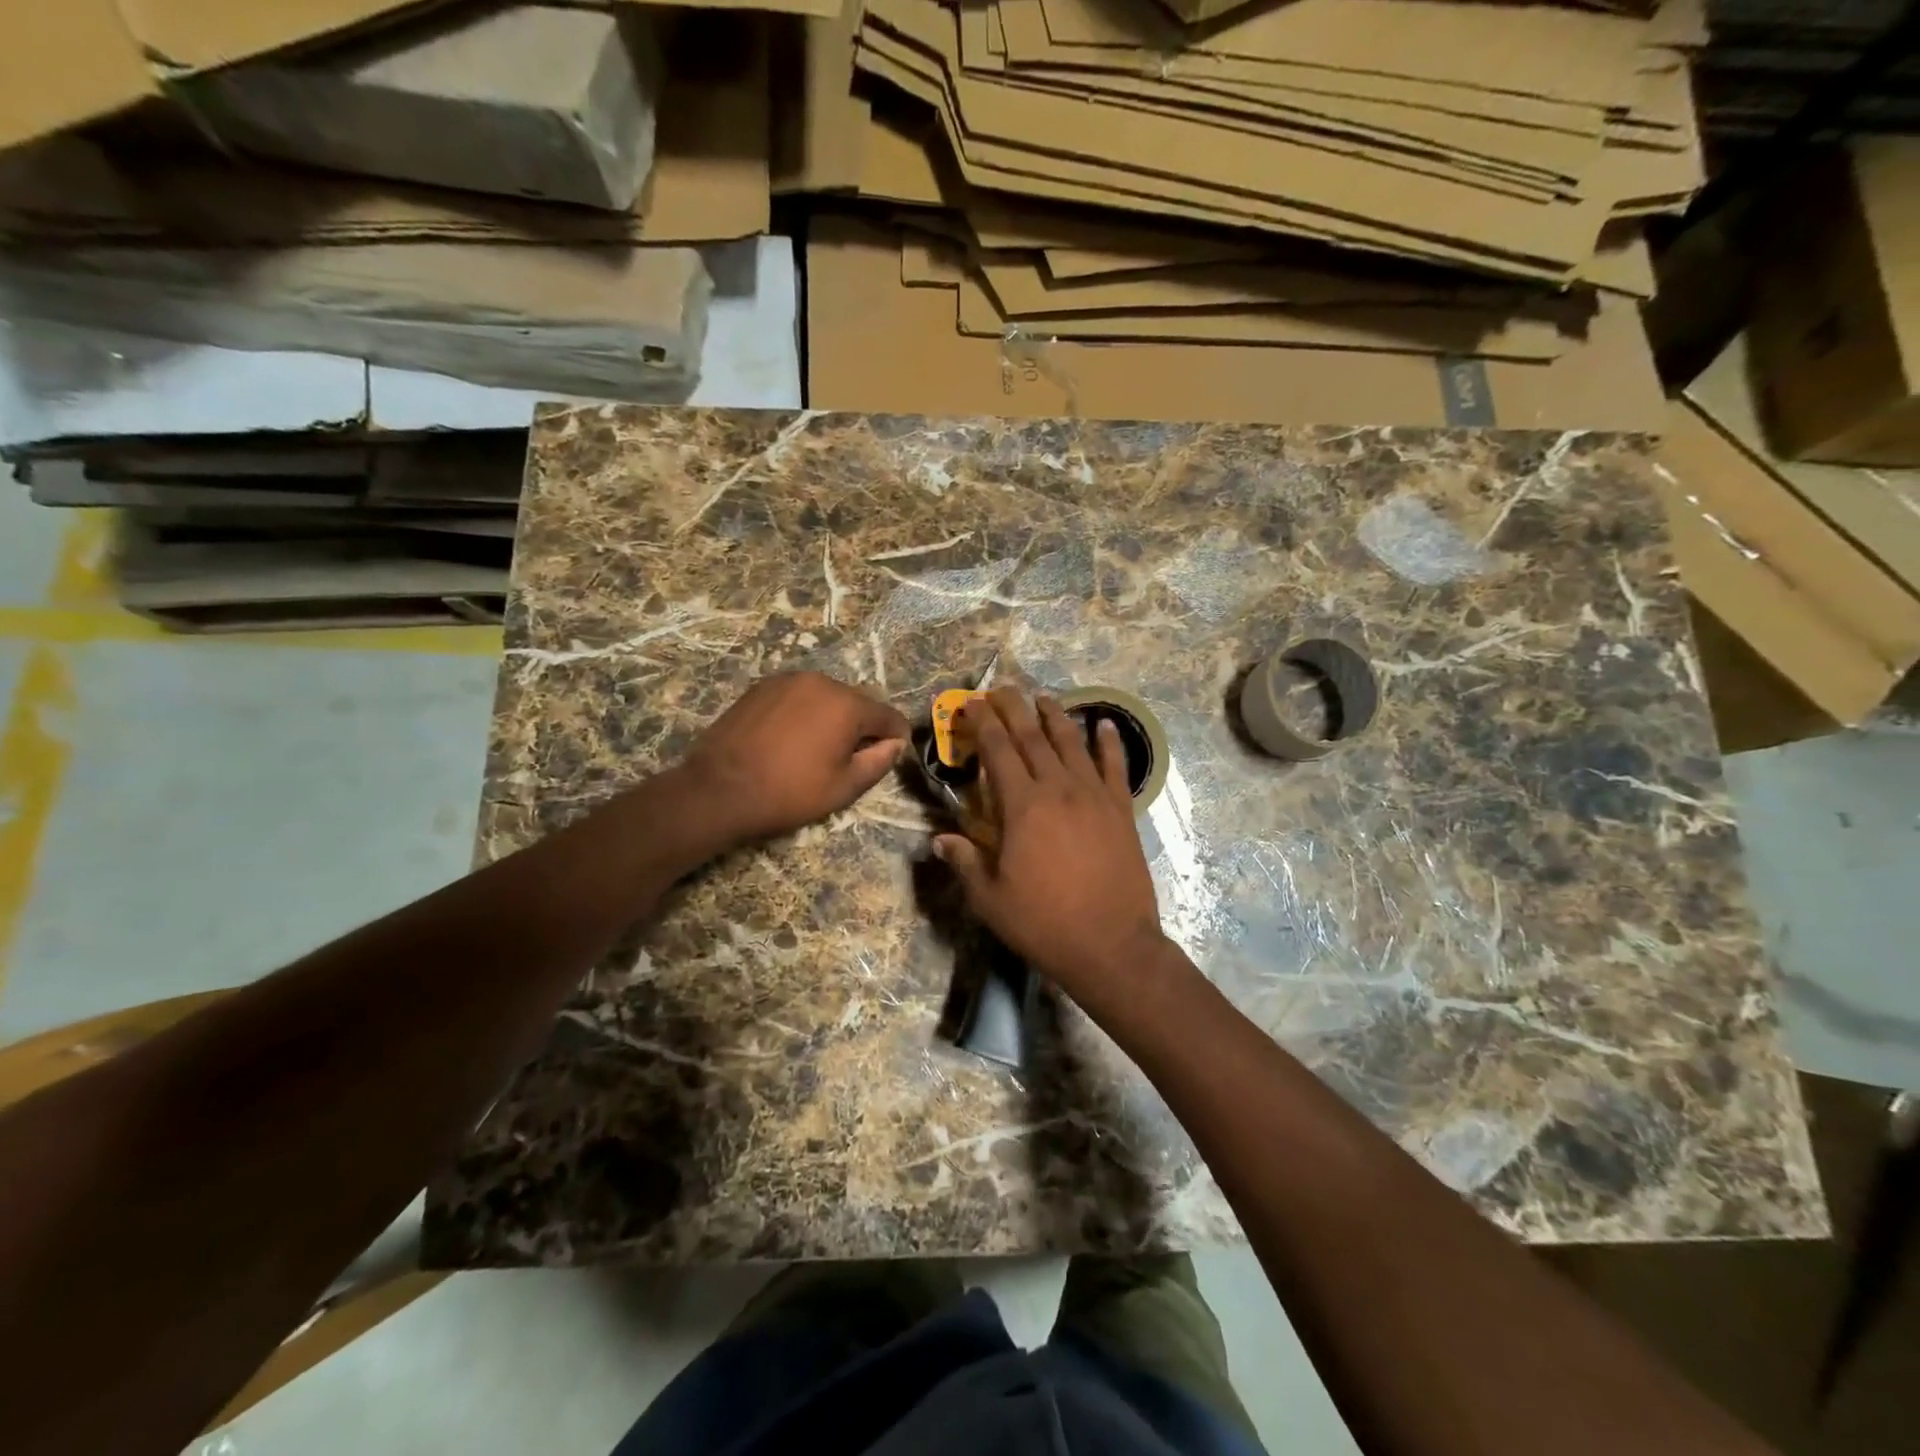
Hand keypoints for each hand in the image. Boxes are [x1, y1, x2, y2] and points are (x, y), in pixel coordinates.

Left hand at [680, 672, 908, 844]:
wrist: (719, 789)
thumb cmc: (789, 792)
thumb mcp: (844, 787)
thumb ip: (879, 762)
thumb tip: (895, 744)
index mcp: (846, 704)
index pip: (887, 715)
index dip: (896, 736)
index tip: (893, 754)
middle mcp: (821, 681)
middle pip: (856, 702)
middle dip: (861, 727)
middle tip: (850, 758)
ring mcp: (788, 680)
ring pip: (826, 697)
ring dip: (831, 718)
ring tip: (817, 749)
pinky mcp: (762, 687)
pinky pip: (798, 697)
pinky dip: (804, 713)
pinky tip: (791, 739)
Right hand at [934, 689, 1167, 1011]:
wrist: (1112, 945)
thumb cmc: (1044, 923)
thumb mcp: (990, 899)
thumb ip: (965, 862)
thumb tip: (939, 839)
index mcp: (1022, 806)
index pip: (997, 750)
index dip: (982, 722)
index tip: (971, 704)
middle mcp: (1058, 788)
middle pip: (1032, 736)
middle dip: (1013, 708)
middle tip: (1001, 689)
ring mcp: (1094, 796)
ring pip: (1072, 742)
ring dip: (1055, 715)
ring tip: (1043, 697)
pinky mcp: (1122, 810)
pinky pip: (1115, 766)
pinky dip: (1109, 742)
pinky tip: (1104, 725)